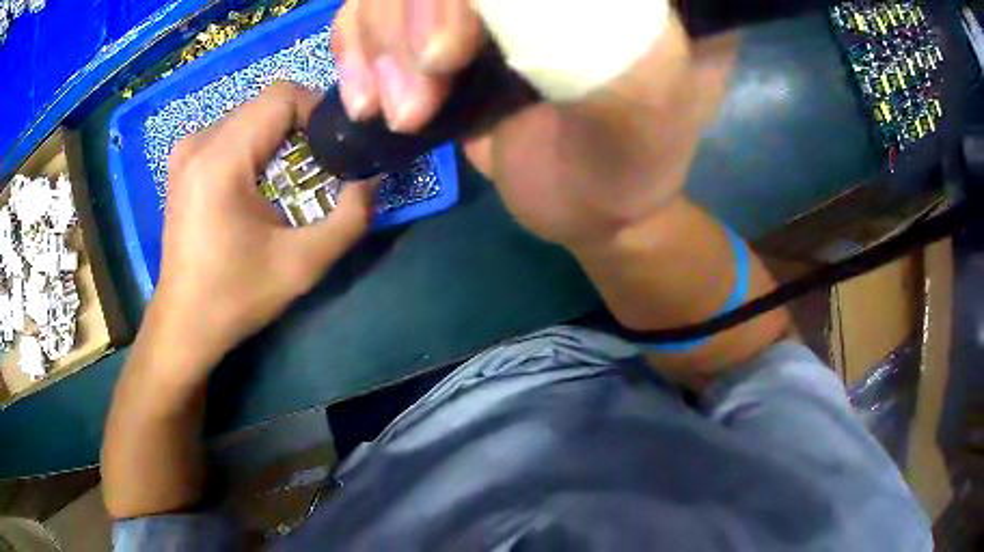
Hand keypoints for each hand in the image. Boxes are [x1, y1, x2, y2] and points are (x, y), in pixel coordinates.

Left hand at [147, 82, 376, 381]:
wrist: (184, 324)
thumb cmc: (235, 297)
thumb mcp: (302, 264)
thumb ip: (350, 217)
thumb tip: (374, 176)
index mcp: (220, 159)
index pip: (282, 95)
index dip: (319, 110)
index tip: (338, 146)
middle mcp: (199, 142)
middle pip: (266, 103)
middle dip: (303, 126)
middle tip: (324, 166)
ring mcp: (187, 150)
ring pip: (251, 114)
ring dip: (281, 136)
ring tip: (295, 176)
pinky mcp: (184, 162)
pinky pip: (232, 131)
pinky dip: (258, 144)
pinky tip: (263, 181)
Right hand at [331, 0, 697, 247]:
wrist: (593, 207)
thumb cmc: (624, 163)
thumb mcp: (634, 101)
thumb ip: (580, 39)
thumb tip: (479, 8)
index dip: (445, 0)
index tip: (441, 59)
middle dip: (401, 31)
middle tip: (413, 107)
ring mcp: (469, 14)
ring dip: (372, 49)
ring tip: (399, 113)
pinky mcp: (435, 43)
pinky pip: (365, 21)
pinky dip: (352, 55)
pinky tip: (364, 100)